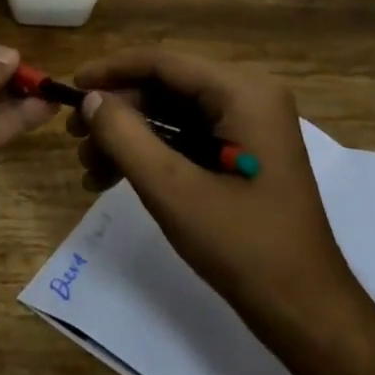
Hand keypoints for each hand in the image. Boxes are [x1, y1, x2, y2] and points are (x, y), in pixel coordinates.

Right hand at [69, 48, 374, 374]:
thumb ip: (125, 136)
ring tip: (89, 168)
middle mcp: (249, 95)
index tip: (69, 87)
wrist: (305, 311)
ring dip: (128, 136)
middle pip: (166, 86)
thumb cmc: (242, 246)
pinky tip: (114, 178)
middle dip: (118, 111)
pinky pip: (187, 136)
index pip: (164, 62)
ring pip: (172, 112)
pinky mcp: (244, 151)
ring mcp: (249, 124)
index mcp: (244, 92)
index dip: (112, 71)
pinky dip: (151, 153)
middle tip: (74, 138)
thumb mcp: (173, 190)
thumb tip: (90, 99)